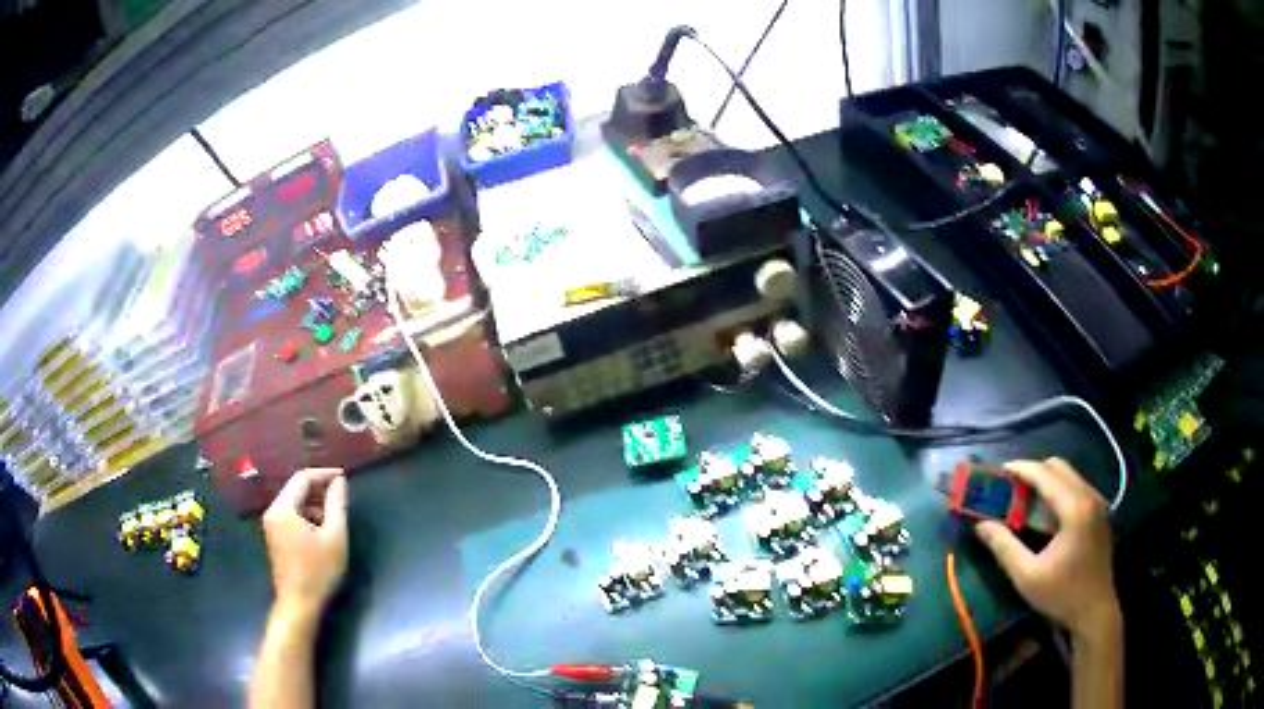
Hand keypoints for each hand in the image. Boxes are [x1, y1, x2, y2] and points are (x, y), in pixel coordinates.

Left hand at [262, 468, 348, 615]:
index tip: (344, 477)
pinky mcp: (275, 538)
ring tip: (335, 514)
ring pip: (294, 503)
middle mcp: (273, 512)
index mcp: (283, 508)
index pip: (302, 478)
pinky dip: (306, 515)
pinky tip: (322, 530)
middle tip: (342, 494)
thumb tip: (340, 481)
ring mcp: (271, 526)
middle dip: (319, 489)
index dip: (324, 474)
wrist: (299, 605)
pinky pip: (290, 516)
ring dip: (314, 503)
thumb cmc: (318, 572)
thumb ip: (337, 505)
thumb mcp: (334, 537)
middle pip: (296, 489)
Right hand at [974, 458, 1119, 639]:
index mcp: (1075, 508)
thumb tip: (980, 525)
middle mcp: (1090, 496)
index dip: (1021, 468)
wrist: (1095, 611)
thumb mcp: (1027, 576)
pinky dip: (1058, 491)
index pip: (1045, 474)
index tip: (999, 470)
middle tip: (1010, 487)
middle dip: (1033, 472)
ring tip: (1024, 499)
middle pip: (1059, 468)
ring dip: (1046, 481)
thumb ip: (1004, 547)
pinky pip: (1077, 488)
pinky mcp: (1100, 513)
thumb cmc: (1061, 595)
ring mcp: (1098, 503)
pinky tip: (1045, 514)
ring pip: (1069, 476)